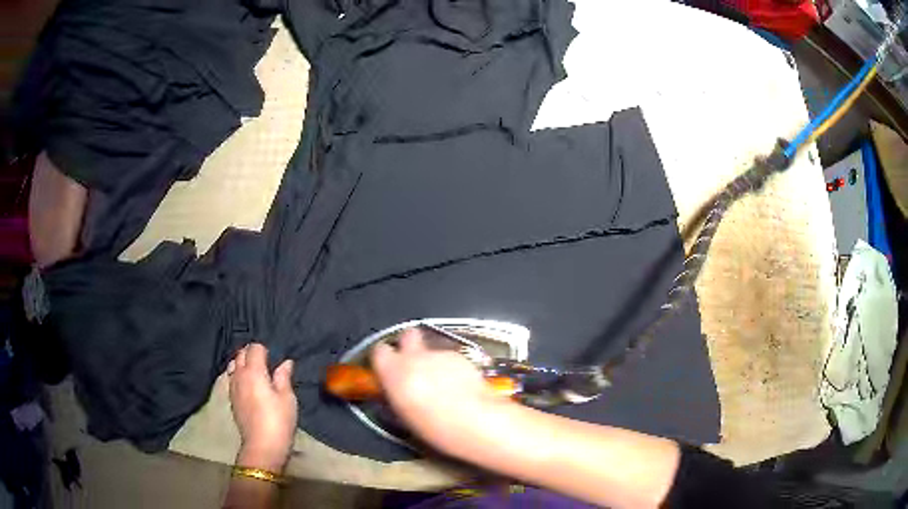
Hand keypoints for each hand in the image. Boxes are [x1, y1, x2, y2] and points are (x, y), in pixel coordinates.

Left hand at [228, 343, 296, 471]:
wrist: (262, 446)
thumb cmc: (279, 421)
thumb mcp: (288, 398)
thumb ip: (283, 377)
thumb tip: (285, 362)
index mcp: (254, 371)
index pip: (254, 348)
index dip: (264, 350)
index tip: (274, 358)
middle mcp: (239, 375)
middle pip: (241, 354)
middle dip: (252, 353)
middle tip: (266, 362)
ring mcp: (233, 387)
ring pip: (234, 365)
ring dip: (243, 363)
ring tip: (255, 372)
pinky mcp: (231, 399)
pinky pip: (232, 378)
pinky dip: (238, 375)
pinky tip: (248, 385)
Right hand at [370, 328, 514, 453]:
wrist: (473, 419)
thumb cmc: (432, 425)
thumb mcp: (403, 415)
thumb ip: (395, 394)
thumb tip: (394, 391)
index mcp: (394, 370)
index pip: (380, 351)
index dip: (384, 359)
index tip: (388, 369)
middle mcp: (415, 356)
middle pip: (408, 335)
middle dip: (409, 344)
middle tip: (413, 364)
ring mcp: (440, 354)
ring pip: (432, 350)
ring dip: (434, 362)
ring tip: (442, 384)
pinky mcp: (463, 357)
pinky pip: (451, 359)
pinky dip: (452, 368)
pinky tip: (460, 386)